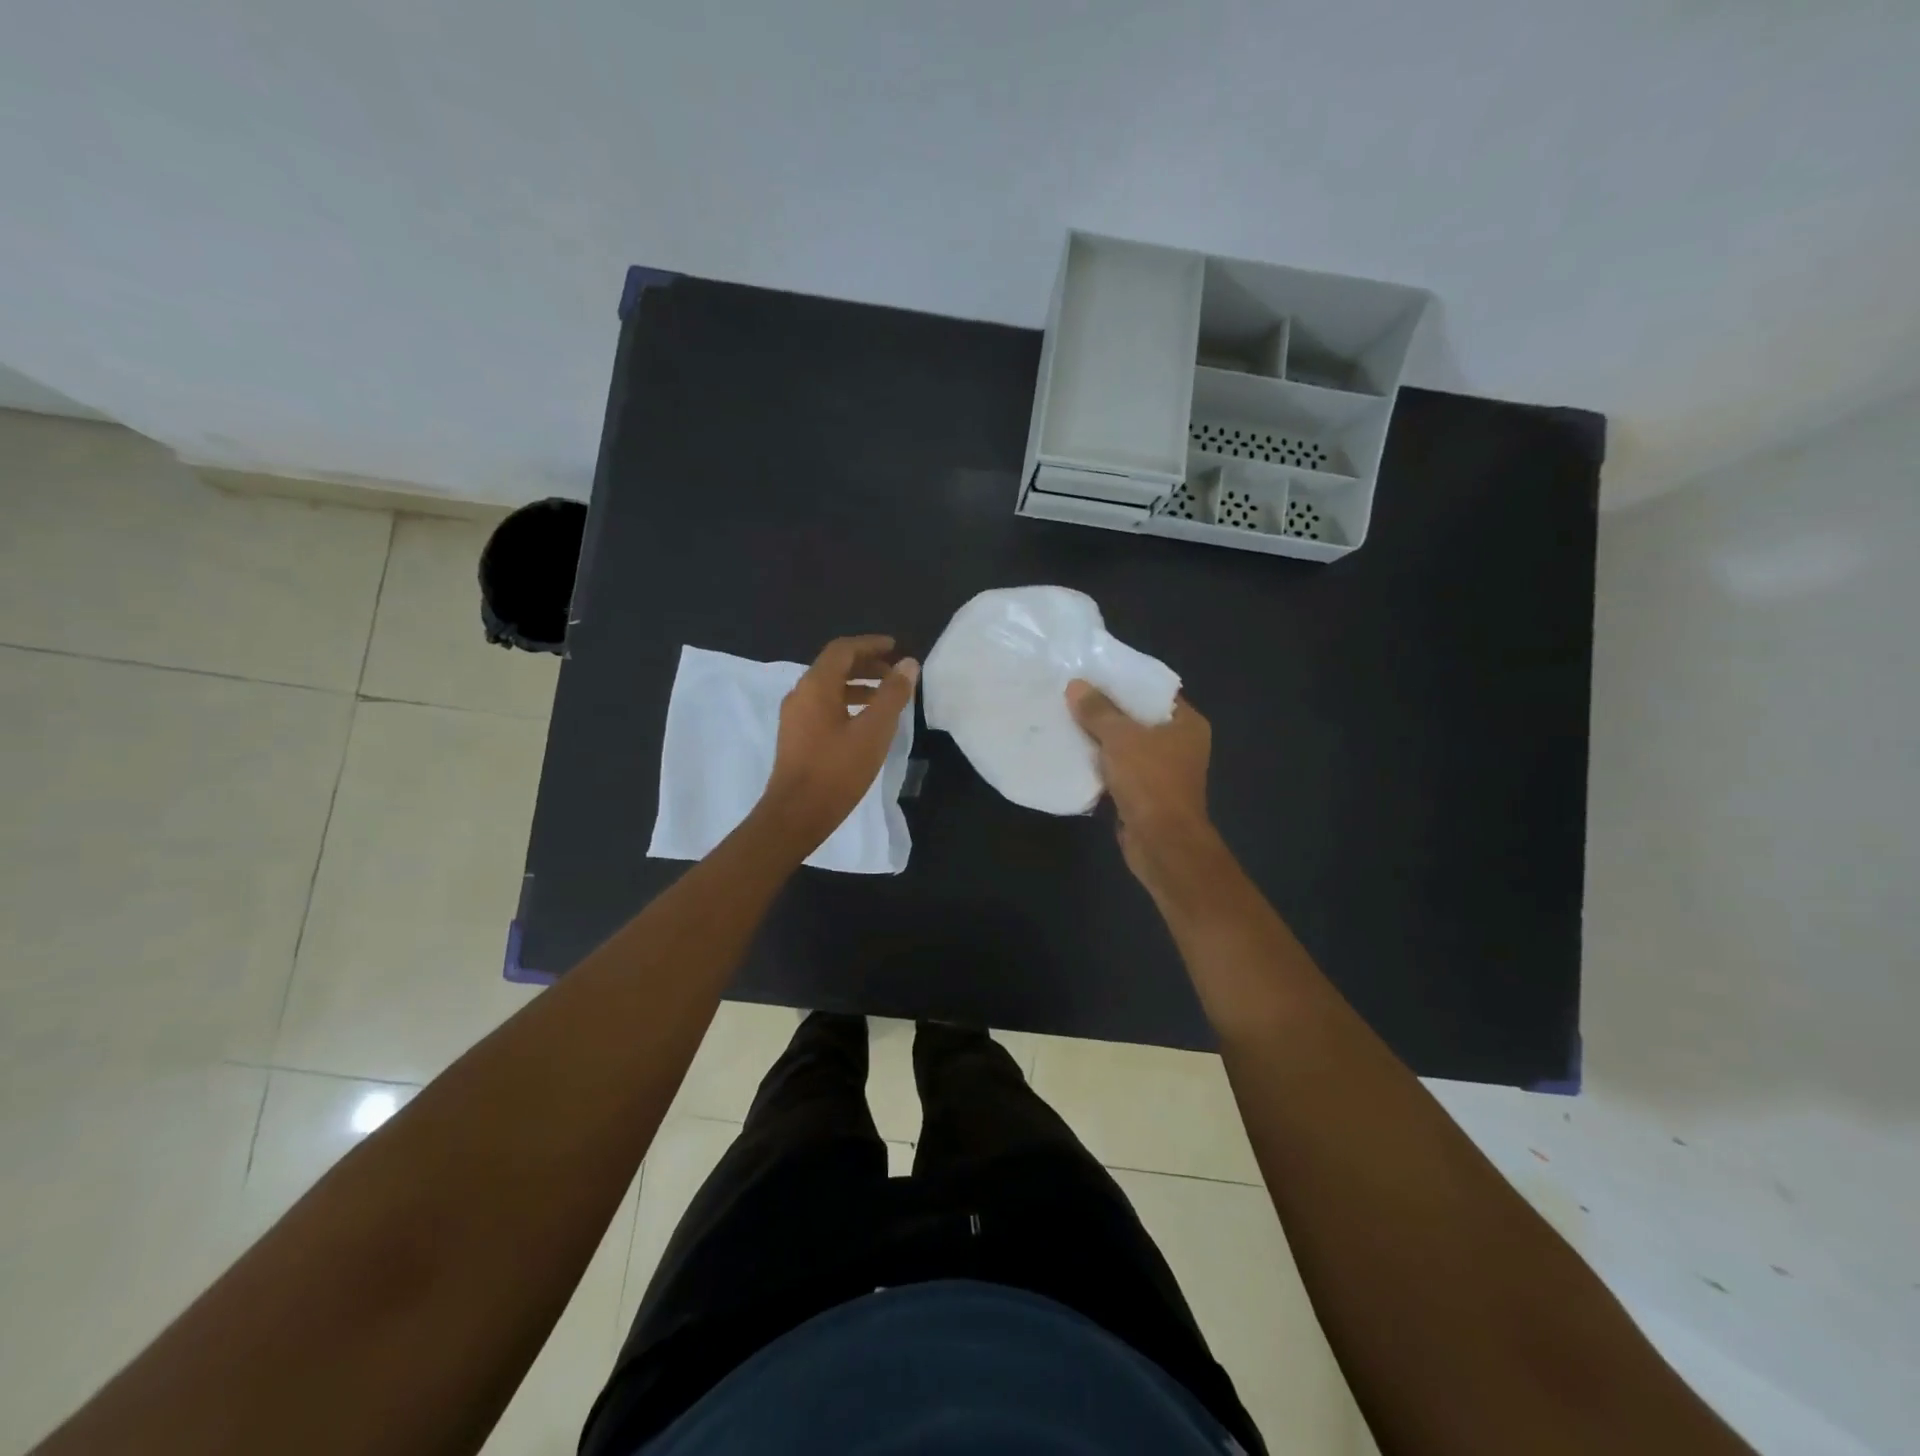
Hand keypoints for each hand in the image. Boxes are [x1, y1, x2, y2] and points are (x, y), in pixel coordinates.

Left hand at [760, 635, 918, 850]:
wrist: (796, 814)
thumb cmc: (838, 770)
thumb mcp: (874, 731)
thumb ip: (893, 695)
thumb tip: (908, 664)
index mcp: (816, 686)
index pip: (843, 649)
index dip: (870, 645)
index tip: (895, 647)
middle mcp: (800, 693)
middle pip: (834, 666)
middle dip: (866, 664)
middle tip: (895, 673)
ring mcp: (794, 716)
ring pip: (828, 688)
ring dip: (857, 685)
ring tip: (886, 698)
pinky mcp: (795, 736)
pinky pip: (823, 706)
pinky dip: (846, 703)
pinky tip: (864, 722)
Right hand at [1066, 680, 1222, 903]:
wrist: (1161, 843)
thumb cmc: (1150, 781)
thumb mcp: (1121, 738)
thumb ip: (1098, 711)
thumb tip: (1076, 685)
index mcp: (1186, 724)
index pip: (1154, 692)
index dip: (1125, 681)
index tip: (1093, 673)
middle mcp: (1179, 744)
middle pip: (1138, 718)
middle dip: (1106, 710)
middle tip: (1072, 693)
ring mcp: (1162, 772)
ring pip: (1125, 746)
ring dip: (1099, 738)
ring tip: (1066, 718)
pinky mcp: (1144, 794)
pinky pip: (1117, 770)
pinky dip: (1098, 764)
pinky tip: (1071, 753)